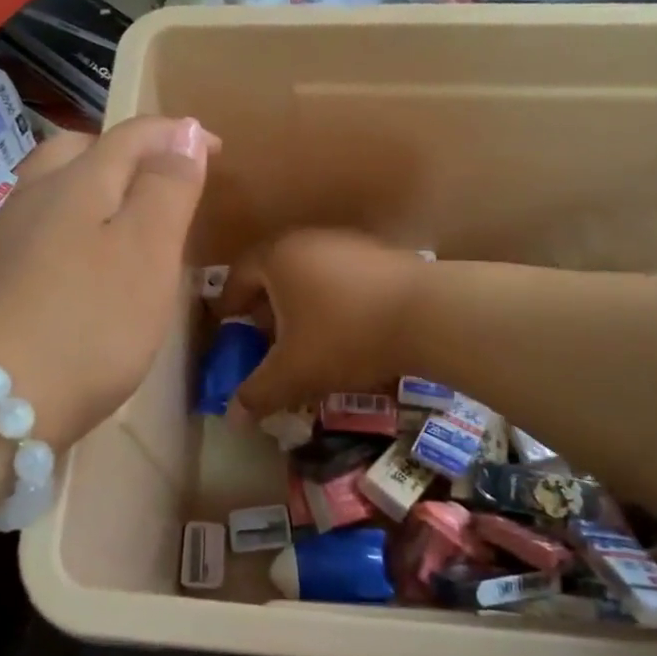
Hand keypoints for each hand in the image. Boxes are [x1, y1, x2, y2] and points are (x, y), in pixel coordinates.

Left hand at [0, 117, 215, 448]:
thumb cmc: (90, 323)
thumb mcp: (147, 251)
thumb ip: (167, 187)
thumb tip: (182, 132)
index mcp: (78, 181)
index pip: (132, 134)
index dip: (176, 134)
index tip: (216, 149)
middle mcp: (34, 194)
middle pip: (79, 149)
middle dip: (126, 152)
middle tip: (162, 180)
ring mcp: (5, 235)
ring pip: (54, 188)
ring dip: (95, 187)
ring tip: (128, 221)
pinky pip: (40, 226)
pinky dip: (71, 224)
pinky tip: (84, 262)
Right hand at [217, 230, 426, 416]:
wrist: (427, 314)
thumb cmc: (345, 336)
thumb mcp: (294, 372)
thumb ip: (258, 392)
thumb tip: (233, 415)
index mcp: (277, 257)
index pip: (238, 276)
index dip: (229, 305)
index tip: (229, 328)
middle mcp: (308, 239)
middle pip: (273, 272)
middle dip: (265, 308)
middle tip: (265, 340)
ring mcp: (347, 242)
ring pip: (309, 274)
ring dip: (300, 305)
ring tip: (306, 340)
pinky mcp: (379, 254)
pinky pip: (341, 277)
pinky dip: (332, 301)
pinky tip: (345, 330)